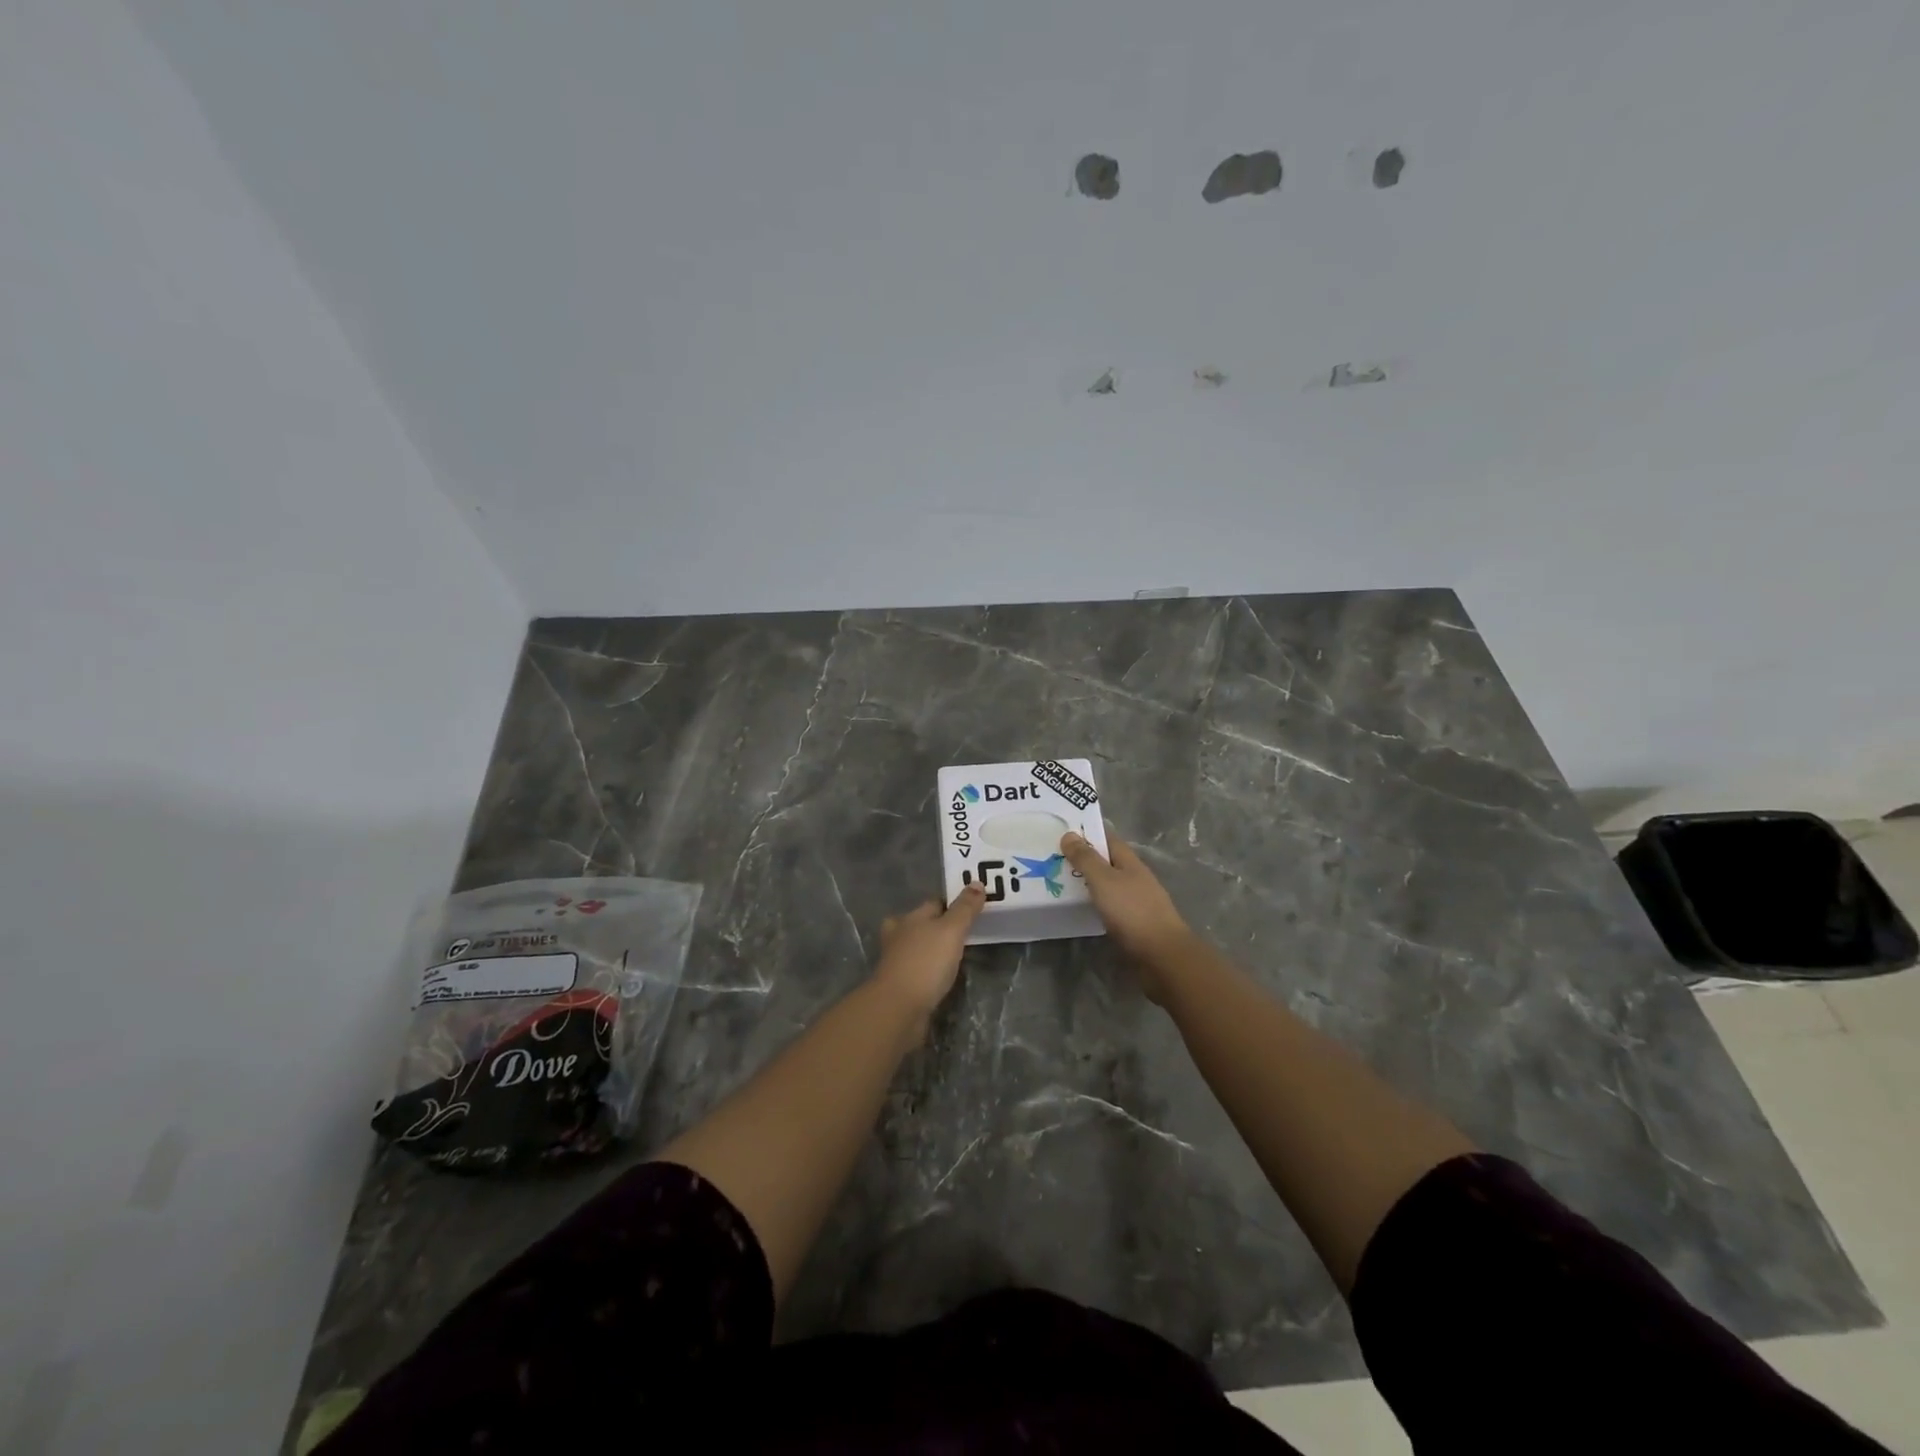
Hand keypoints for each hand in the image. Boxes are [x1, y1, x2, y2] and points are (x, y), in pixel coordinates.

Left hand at [871, 885, 985, 1022]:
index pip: (934, 903)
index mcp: (910, 917)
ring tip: (955, 954)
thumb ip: (964, 909)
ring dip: (932, 949)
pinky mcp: (899, 984)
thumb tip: (976, 882)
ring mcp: (896, 961)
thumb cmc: (926, 962)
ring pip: (918, 947)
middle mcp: (899, 935)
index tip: (972, 909)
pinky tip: (940, 976)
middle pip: (922, 924)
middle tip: (964, 933)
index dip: (953, 904)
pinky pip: (918, 970)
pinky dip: (928, 970)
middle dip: (938, 926)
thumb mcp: (951, 930)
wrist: (899, 1008)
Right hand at [1060, 832, 1193, 997]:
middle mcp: (1135, 878)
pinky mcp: (1134, 924)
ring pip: (1108, 885)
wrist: (1162, 955)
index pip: (1108, 839)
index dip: (1087, 834)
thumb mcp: (1104, 880)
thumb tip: (1069, 834)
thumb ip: (1086, 859)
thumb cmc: (1132, 911)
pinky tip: (1080, 908)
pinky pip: (1109, 906)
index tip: (1063, 832)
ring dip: (1088, 882)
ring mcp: (1136, 902)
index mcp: (1130, 862)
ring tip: (1060, 882)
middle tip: (1053, 858)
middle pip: (1107, 862)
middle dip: (1084, 859)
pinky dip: (1094, 903)